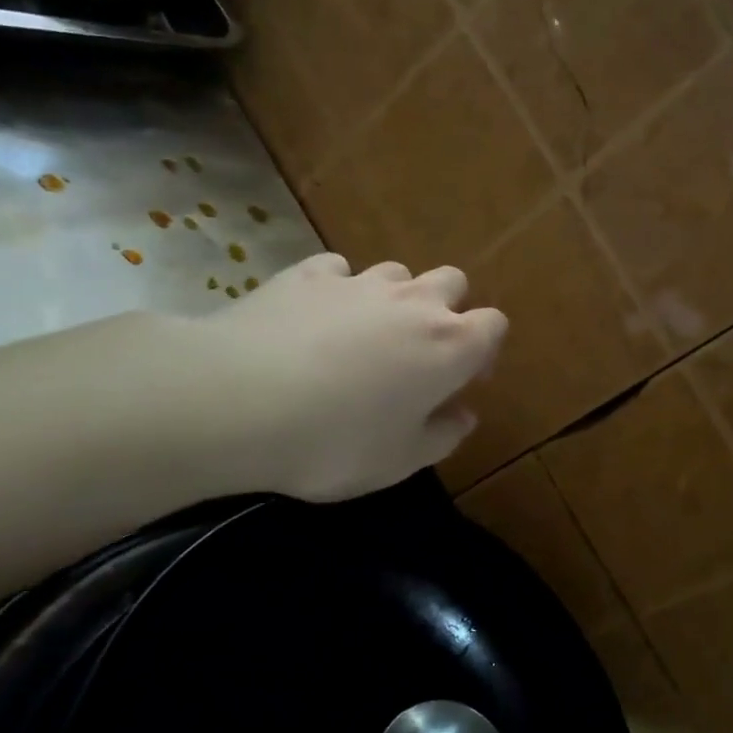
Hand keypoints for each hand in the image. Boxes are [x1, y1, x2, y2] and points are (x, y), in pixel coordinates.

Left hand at [167, 254, 506, 501]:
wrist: (238, 401)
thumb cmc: (335, 442)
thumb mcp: (399, 461)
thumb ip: (443, 435)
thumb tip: (464, 414)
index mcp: (449, 345)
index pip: (494, 325)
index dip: (484, 349)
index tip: (463, 378)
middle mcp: (413, 302)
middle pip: (452, 282)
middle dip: (446, 309)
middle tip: (418, 352)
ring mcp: (359, 282)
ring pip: (397, 273)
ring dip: (394, 298)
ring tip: (364, 336)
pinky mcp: (307, 274)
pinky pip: (338, 271)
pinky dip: (338, 290)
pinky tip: (315, 318)